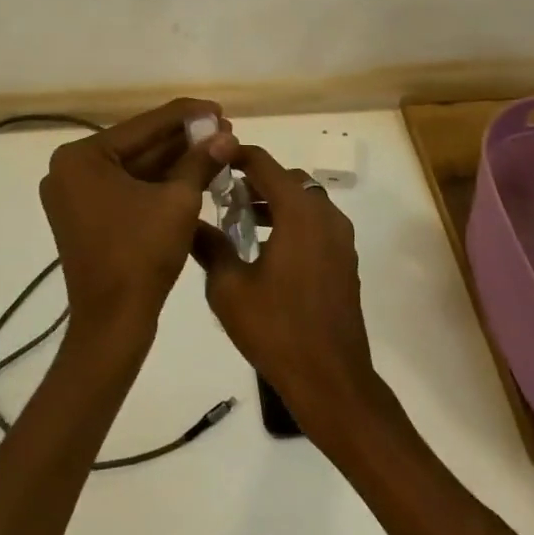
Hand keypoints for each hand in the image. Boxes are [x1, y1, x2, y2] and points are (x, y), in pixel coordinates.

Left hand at [40, 99, 237, 347]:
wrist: (113, 322)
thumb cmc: (141, 254)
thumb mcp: (178, 200)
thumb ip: (200, 161)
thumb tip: (226, 135)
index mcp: (81, 157)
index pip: (144, 125)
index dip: (187, 115)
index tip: (220, 109)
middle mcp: (70, 169)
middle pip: (138, 145)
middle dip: (183, 139)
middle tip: (224, 129)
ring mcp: (75, 194)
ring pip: (135, 167)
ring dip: (175, 160)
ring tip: (217, 147)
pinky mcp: (86, 216)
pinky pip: (127, 188)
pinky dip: (158, 182)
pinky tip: (194, 171)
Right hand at [194, 145, 378, 425]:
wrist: (331, 379)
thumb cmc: (276, 329)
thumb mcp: (228, 288)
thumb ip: (208, 246)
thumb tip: (188, 222)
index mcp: (299, 212)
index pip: (264, 164)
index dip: (236, 156)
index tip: (212, 160)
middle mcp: (325, 215)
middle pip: (287, 179)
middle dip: (255, 180)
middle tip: (222, 193)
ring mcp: (340, 237)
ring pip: (304, 201)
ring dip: (274, 202)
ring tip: (239, 220)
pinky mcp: (345, 259)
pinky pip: (316, 223)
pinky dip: (291, 221)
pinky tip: (266, 248)